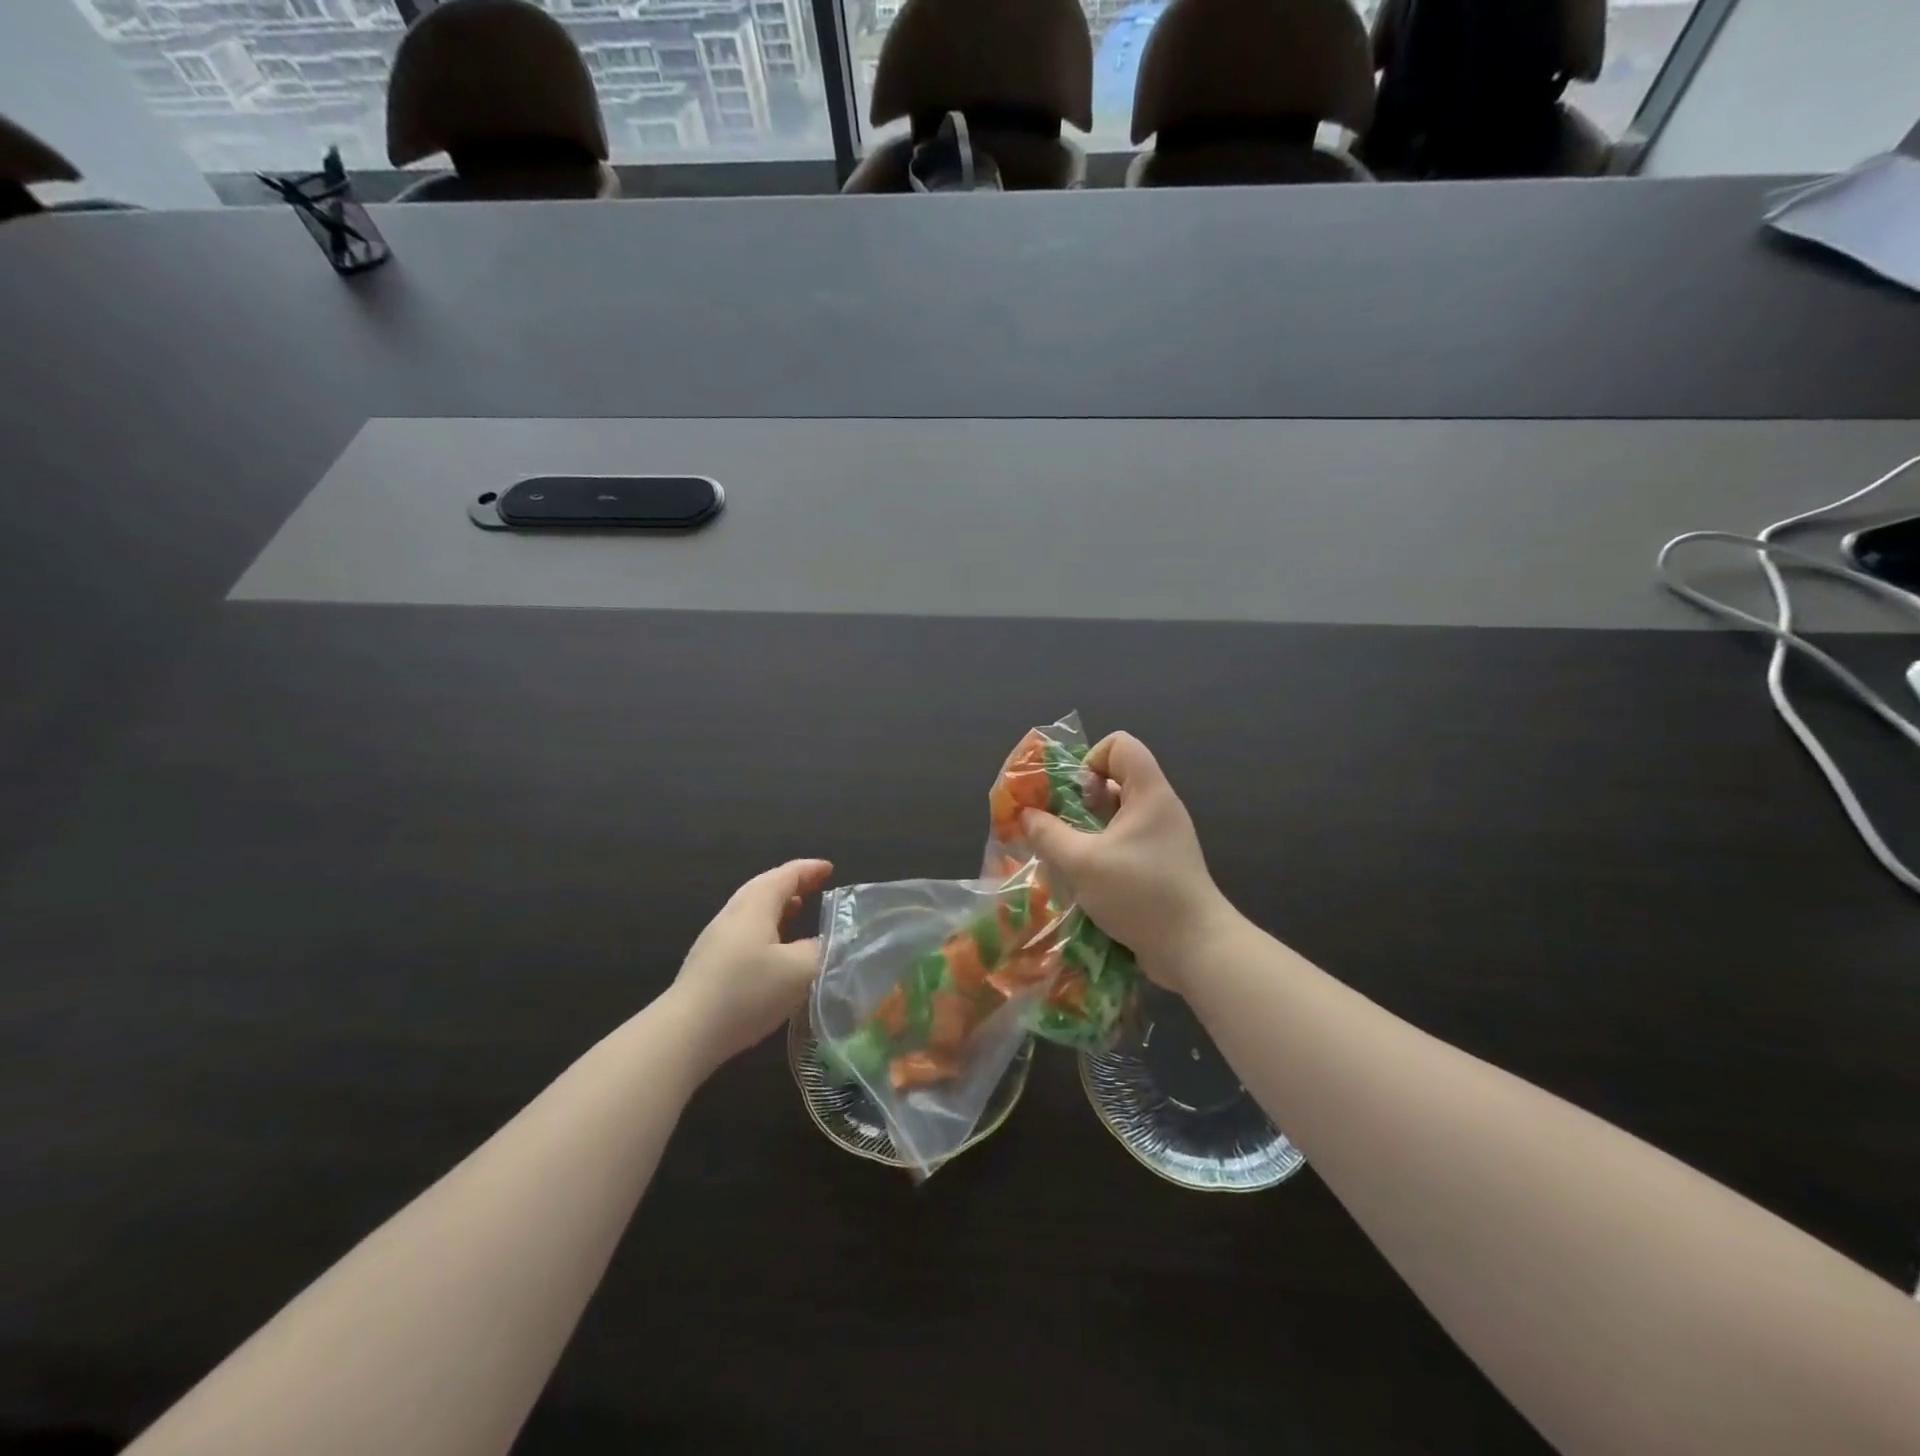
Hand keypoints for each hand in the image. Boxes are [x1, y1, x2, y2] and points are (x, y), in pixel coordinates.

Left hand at [668, 859, 832, 1070]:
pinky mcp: (709, 964)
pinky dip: (767, 929)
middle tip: (817, 888)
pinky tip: (775, 952)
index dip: (810, 869)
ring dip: (778, 908)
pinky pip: (745, 933)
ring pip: (753, 911)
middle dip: (793, 885)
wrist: (686, 1032)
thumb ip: (820, 950)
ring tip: (799, 913)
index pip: (787, 874)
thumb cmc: (748, 991)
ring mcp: (717, 939)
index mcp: (756, 904)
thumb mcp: (799, 970)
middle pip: (766, 888)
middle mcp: (734, 913)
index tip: (830, 868)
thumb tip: (828, 943)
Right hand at [1021, 734, 1229, 990]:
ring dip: (1086, 830)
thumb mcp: (1082, 862)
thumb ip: (1048, 835)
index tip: (1074, 795)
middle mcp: (1158, 808)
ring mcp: (1162, 838)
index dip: (1091, 759)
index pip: (1120, 744)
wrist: (1195, 949)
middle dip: (1079, 800)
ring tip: (1065, 856)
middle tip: (1060, 828)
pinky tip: (1084, 881)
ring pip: (1116, 816)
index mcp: (1149, 792)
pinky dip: (1101, 853)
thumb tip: (1027, 815)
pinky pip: (1124, 844)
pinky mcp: (1160, 866)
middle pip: (1114, 779)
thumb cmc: (1140, 893)